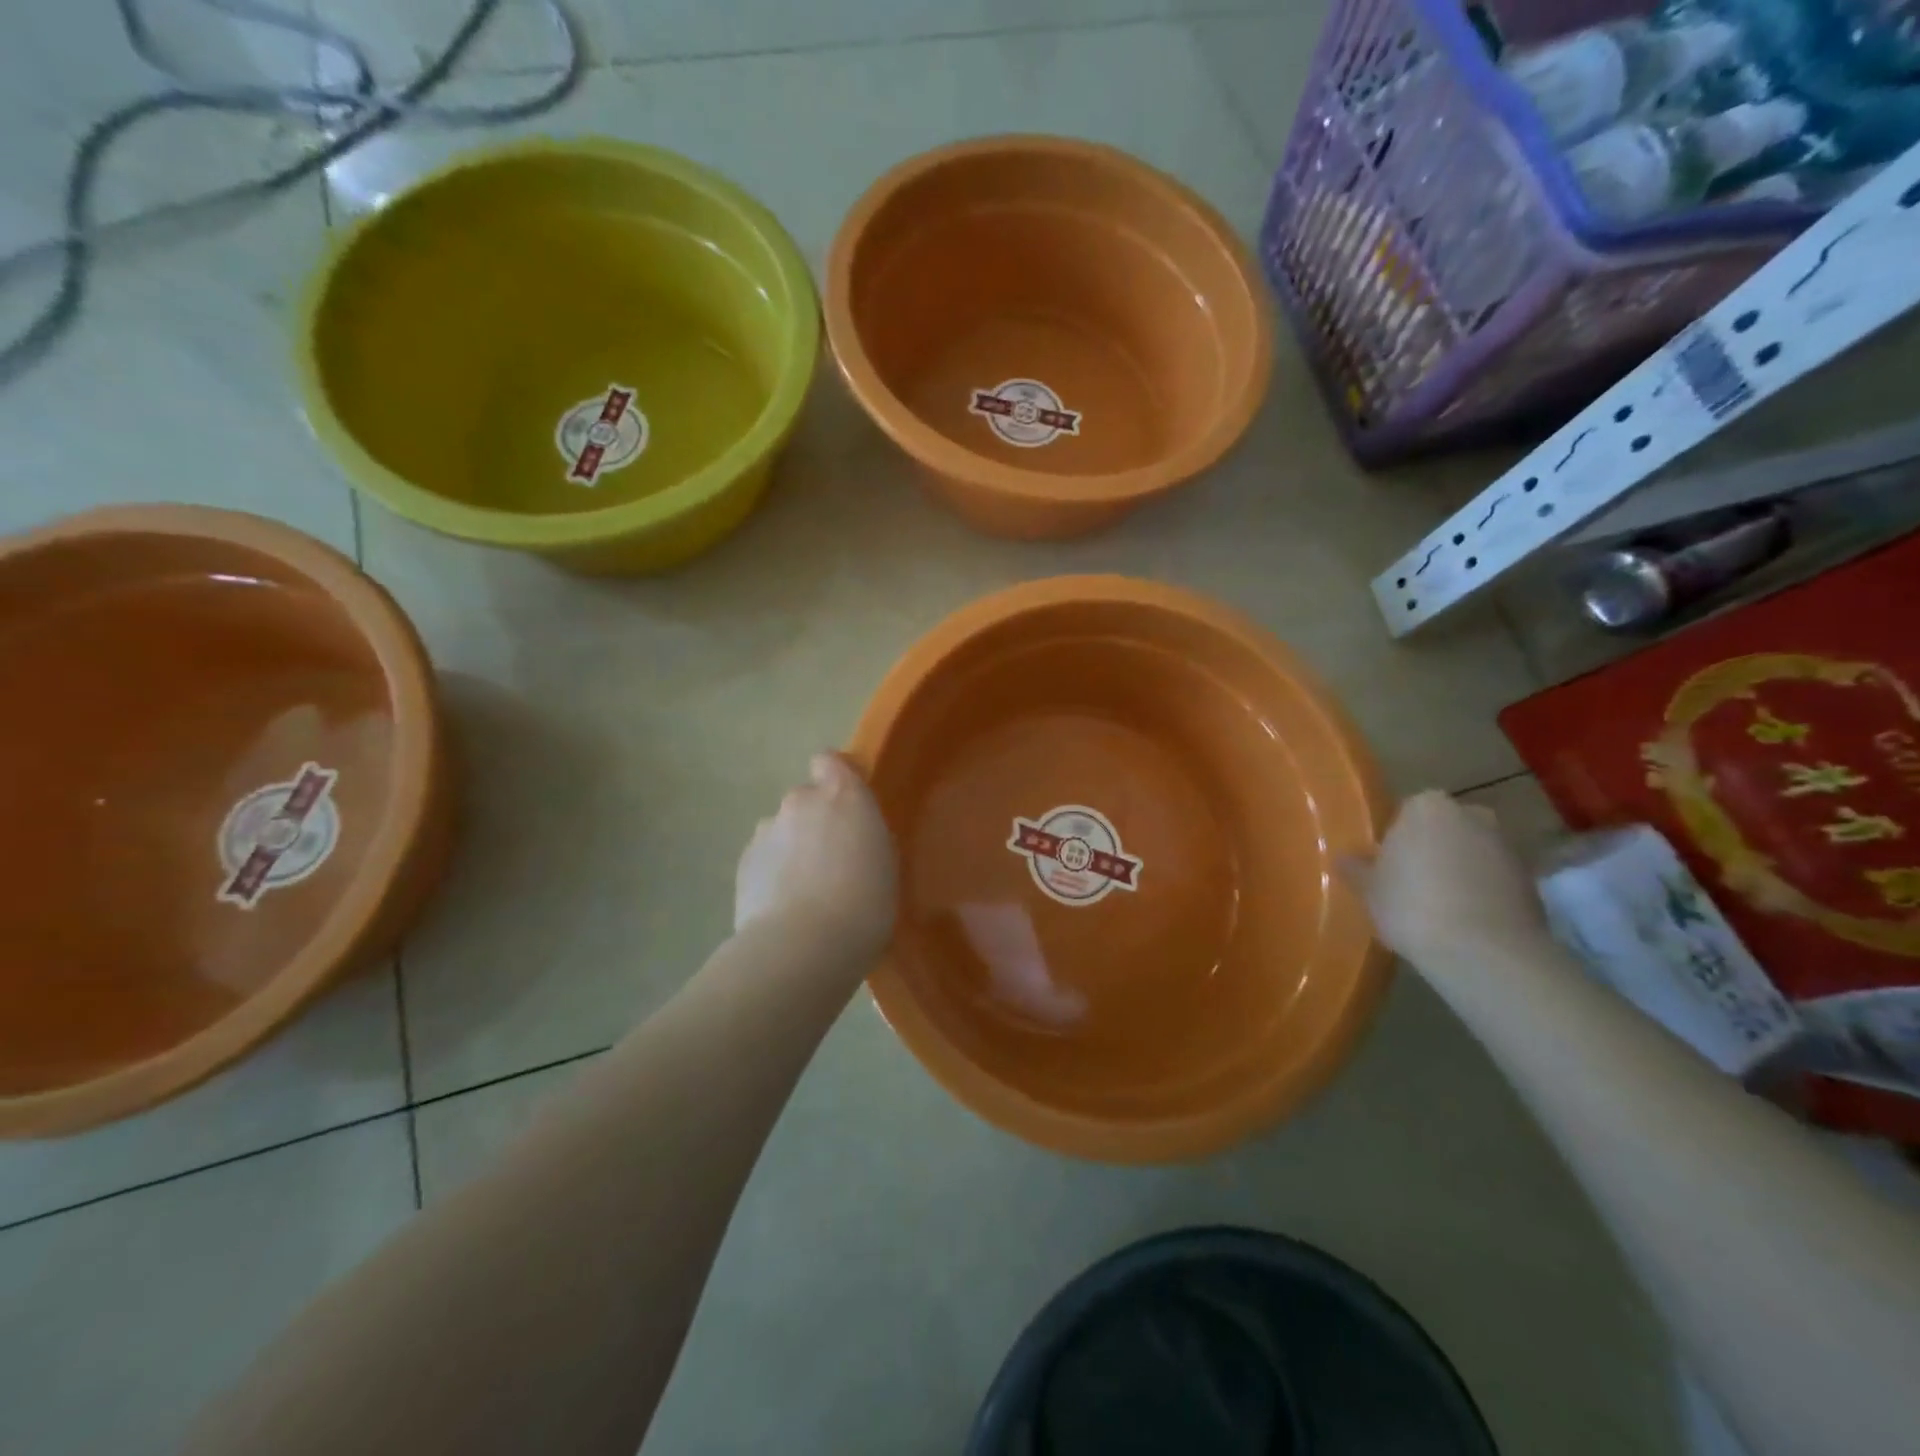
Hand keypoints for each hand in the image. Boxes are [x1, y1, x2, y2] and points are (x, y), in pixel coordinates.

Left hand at [735, 754, 897, 959]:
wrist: (803, 946)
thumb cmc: (864, 904)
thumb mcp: (886, 865)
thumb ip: (866, 838)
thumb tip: (852, 839)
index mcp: (843, 795)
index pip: (829, 761)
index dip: (835, 778)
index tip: (846, 806)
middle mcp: (800, 801)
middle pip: (805, 800)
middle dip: (814, 822)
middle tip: (830, 862)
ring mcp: (766, 830)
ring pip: (782, 831)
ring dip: (792, 849)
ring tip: (804, 892)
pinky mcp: (743, 862)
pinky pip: (764, 858)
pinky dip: (772, 874)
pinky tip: (784, 908)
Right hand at [1343, 790, 1551, 968]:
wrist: (1483, 950)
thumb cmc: (1411, 905)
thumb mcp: (1368, 889)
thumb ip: (1356, 868)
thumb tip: (1344, 858)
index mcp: (1426, 806)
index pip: (1407, 812)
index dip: (1396, 839)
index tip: (1387, 865)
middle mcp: (1472, 814)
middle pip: (1445, 829)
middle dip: (1432, 850)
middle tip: (1410, 883)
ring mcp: (1507, 846)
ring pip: (1472, 853)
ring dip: (1459, 872)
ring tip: (1437, 908)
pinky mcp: (1532, 881)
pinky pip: (1495, 880)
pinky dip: (1482, 894)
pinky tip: (1463, 922)